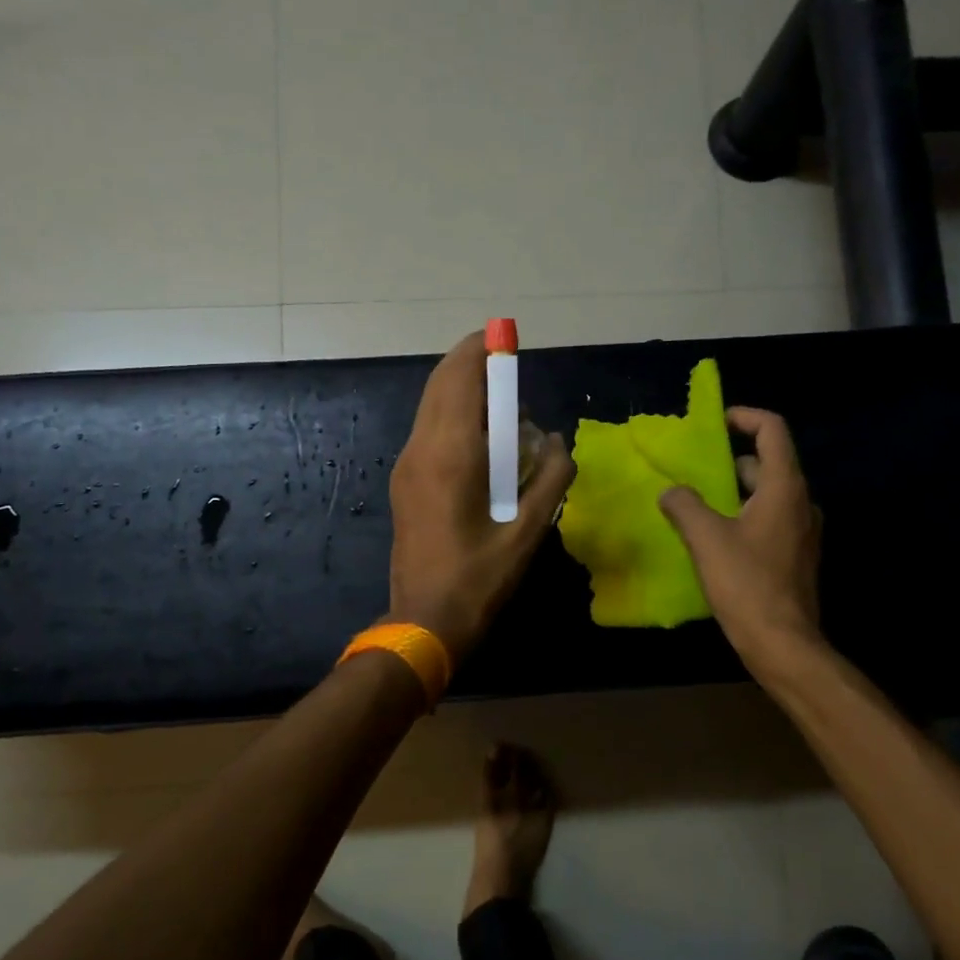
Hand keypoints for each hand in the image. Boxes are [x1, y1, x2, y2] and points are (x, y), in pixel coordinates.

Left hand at [388, 332, 575, 658]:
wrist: (424, 620)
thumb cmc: (480, 577)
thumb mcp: (530, 529)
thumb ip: (553, 476)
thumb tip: (556, 439)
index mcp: (452, 452)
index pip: (462, 378)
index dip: (483, 351)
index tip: (506, 339)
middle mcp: (422, 447)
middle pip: (441, 383)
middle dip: (472, 364)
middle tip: (507, 367)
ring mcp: (406, 464)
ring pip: (431, 406)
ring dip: (463, 392)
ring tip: (501, 406)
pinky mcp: (403, 481)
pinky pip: (428, 429)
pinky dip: (453, 416)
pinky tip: (481, 440)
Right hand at [658, 407, 822, 673]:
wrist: (783, 643)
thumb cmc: (746, 583)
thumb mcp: (705, 539)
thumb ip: (684, 505)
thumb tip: (671, 491)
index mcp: (784, 488)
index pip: (773, 431)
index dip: (746, 417)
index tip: (717, 422)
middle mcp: (800, 503)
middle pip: (767, 464)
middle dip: (730, 460)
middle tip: (694, 470)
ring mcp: (801, 532)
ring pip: (766, 495)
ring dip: (734, 492)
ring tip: (697, 503)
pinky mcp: (795, 556)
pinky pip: (768, 520)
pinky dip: (743, 516)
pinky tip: (715, 538)